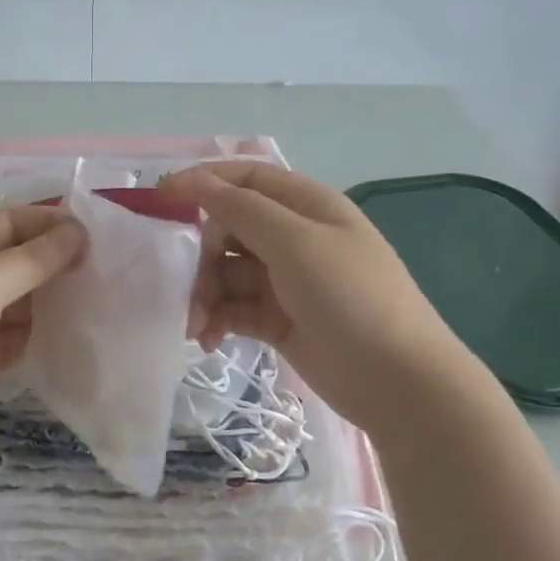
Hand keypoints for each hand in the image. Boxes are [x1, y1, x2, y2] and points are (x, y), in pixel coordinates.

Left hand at [0, 206, 85, 457]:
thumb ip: (31, 259)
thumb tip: (79, 231)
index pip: (12, 220)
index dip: (52, 223)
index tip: (97, 235)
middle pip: (22, 256)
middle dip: (60, 258)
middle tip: (108, 265)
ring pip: (28, 295)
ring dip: (59, 294)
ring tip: (106, 292)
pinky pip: (27, 331)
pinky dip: (51, 328)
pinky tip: (84, 327)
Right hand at [158, 162, 476, 432]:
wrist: (398, 382)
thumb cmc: (351, 298)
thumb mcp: (296, 244)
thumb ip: (241, 209)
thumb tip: (192, 179)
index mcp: (306, 205)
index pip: (245, 178)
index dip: (203, 182)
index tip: (160, 198)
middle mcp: (294, 237)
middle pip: (229, 229)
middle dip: (203, 257)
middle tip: (192, 289)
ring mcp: (286, 280)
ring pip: (227, 273)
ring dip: (205, 295)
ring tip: (198, 326)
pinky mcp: (279, 319)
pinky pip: (235, 308)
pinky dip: (218, 319)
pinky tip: (209, 340)